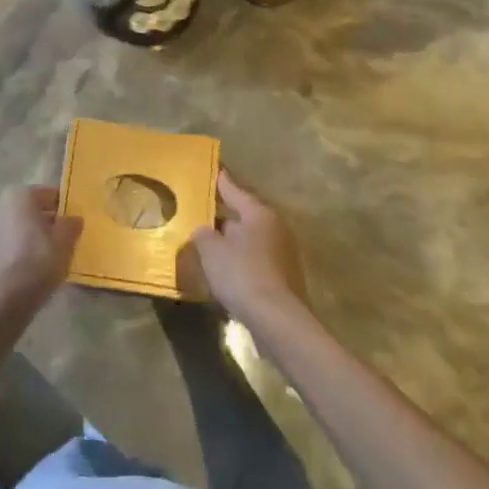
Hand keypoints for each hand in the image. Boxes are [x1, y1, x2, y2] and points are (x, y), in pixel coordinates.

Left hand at [0, 185, 82, 322]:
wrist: (0, 303)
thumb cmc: (36, 263)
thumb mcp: (65, 243)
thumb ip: (71, 225)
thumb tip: (73, 219)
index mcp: (19, 194)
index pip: (51, 194)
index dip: (66, 209)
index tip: (76, 226)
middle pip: (33, 209)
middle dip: (49, 222)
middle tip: (66, 242)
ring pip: (21, 226)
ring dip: (35, 237)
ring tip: (51, 258)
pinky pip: (10, 242)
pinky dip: (21, 249)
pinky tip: (33, 268)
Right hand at [187, 171, 307, 324]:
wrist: (278, 320)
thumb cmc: (242, 275)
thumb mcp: (211, 251)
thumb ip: (203, 234)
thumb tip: (204, 230)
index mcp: (257, 212)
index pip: (233, 188)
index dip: (219, 179)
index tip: (212, 168)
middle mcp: (274, 225)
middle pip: (244, 213)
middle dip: (225, 213)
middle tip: (204, 210)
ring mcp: (283, 251)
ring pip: (251, 236)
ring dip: (234, 238)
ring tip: (213, 241)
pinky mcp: (285, 275)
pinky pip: (257, 257)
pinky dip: (243, 258)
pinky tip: (228, 269)